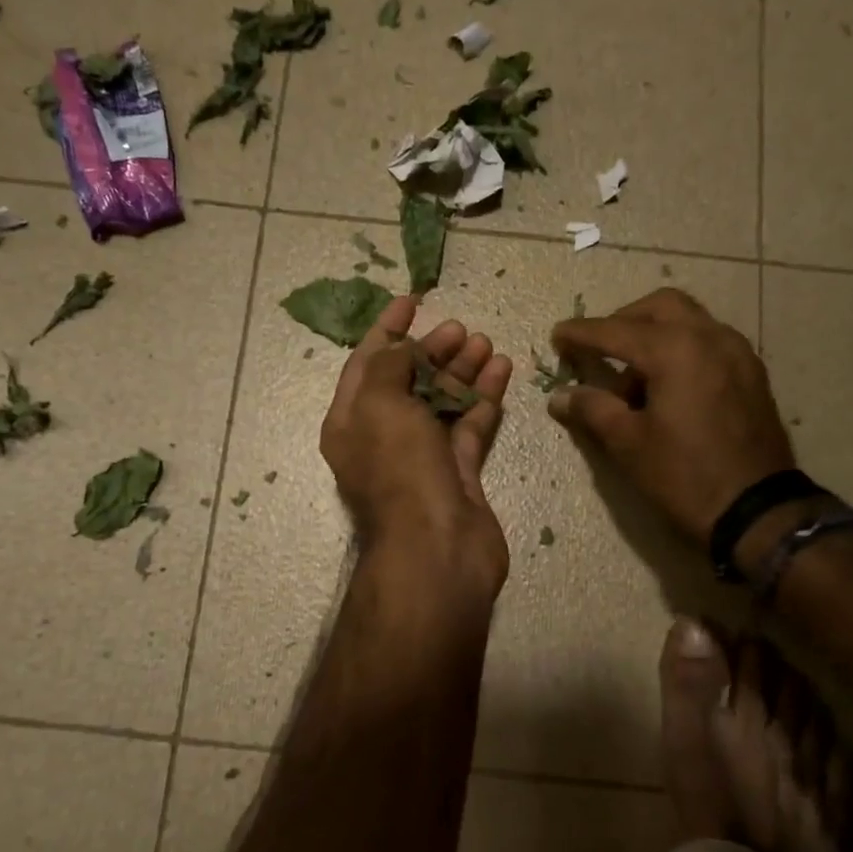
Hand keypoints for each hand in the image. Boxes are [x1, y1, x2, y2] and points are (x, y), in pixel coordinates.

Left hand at [321, 295, 513, 601]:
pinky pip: (470, 424)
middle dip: (431, 350)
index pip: (365, 363)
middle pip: (407, 381)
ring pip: (441, 402)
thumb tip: (402, 349)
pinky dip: (484, 398)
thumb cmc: (399, 470)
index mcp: (351, 421)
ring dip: (461, 370)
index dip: (386, 330)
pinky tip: (502, 370)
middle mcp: (383, 437)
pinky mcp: (457, 472)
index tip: (412, 301)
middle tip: (460, 328)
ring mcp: (422, 456)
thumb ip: (389, 367)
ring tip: (485, 342)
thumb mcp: (381, 405)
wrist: (436, 550)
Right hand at [547, 288, 793, 542]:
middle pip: (660, 307)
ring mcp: (737, 353)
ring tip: (633, 377)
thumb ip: (592, 409)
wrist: (759, 512)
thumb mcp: (628, 444)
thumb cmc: (685, 476)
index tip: (556, 337)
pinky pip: (709, 342)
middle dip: (624, 320)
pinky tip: (667, 386)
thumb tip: (560, 396)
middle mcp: (709, 337)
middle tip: (599, 348)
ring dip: (655, 334)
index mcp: (675, 350)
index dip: (581, 334)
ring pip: (689, 321)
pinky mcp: (751, 374)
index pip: (616, 331)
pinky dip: (682, 348)